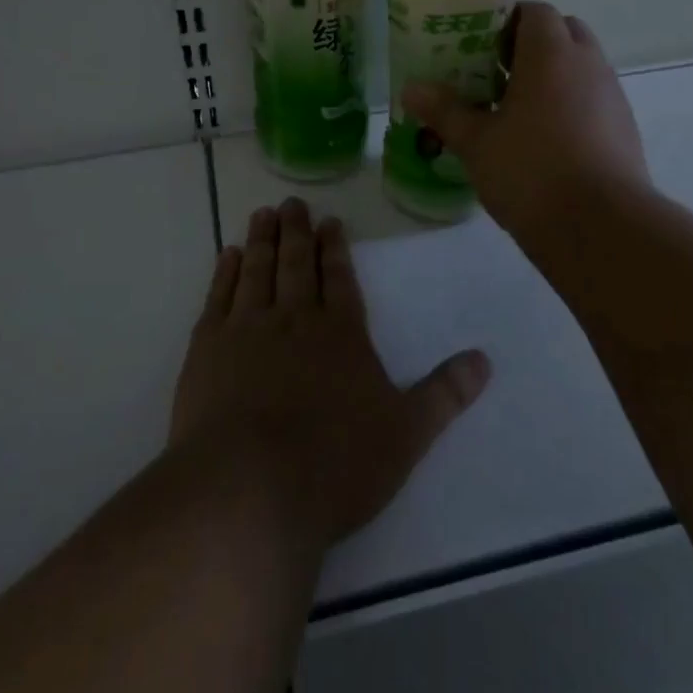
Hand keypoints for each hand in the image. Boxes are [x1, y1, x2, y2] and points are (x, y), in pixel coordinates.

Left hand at [170, 198, 490, 546]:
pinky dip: (224, 272)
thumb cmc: (334, 464)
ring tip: (263, 214)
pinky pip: (219, 297)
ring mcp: (247, 330)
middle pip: (296, 264)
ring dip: (262, 240)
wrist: (247, 489)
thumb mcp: (405, 434)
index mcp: (341, 334)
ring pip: (257, 271)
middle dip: (297, 232)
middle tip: (293, 203)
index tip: (330, 222)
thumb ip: (444, 394)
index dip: (335, 249)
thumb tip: (485, 359)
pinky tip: (227, 255)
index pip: (340, 279)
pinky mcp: (207, 349)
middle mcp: (294, 320)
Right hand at [402, 1, 649, 238]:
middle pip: (563, 31)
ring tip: (517, 108)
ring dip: (554, 75)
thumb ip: (445, 111)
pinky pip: (594, 99)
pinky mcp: (625, 129)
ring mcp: (613, 96)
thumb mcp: (477, 142)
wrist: (600, 227)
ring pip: (581, 67)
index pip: (534, 11)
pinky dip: (572, 104)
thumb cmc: (531, 172)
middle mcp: (588, 64)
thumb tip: (410, 90)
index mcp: (551, 54)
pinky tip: (546, 140)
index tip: (479, 43)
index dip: (506, 19)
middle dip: (532, 44)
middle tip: (496, 72)